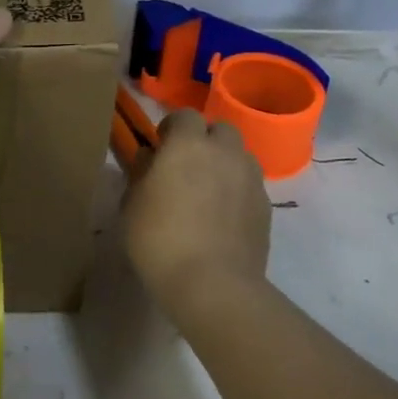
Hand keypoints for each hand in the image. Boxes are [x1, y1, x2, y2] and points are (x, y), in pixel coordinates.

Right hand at [123, 110, 270, 322]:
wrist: (212, 283)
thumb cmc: (159, 238)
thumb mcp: (132, 204)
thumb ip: (140, 173)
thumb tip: (149, 157)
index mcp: (188, 144)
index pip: (184, 115)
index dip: (172, 128)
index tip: (160, 147)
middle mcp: (224, 152)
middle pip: (219, 129)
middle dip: (204, 140)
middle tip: (187, 166)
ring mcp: (250, 178)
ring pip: (239, 156)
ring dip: (224, 164)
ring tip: (208, 191)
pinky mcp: (266, 205)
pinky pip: (250, 185)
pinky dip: (237, 191)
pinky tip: (222, 217)